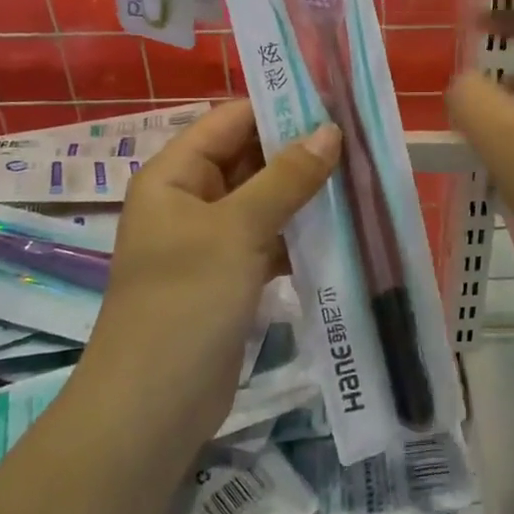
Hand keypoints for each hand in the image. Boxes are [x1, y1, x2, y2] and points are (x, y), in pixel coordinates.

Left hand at [86, 102, 339, 443]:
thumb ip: (285, 178)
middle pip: (248, 158)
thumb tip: (329, 131)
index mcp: (174, 175)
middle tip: (359, 141)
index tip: (334, 102)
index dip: (278, 108)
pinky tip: (343, 229)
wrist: (152, 411)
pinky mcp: (229, 276)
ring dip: (305, 193)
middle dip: (299, 151)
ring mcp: (210, 240)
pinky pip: (269, 238)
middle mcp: (189, 199)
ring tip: (361, 178)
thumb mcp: (237, 231)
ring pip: (264, 200)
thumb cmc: (185, 303)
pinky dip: (300, 233)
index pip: (230, 121)